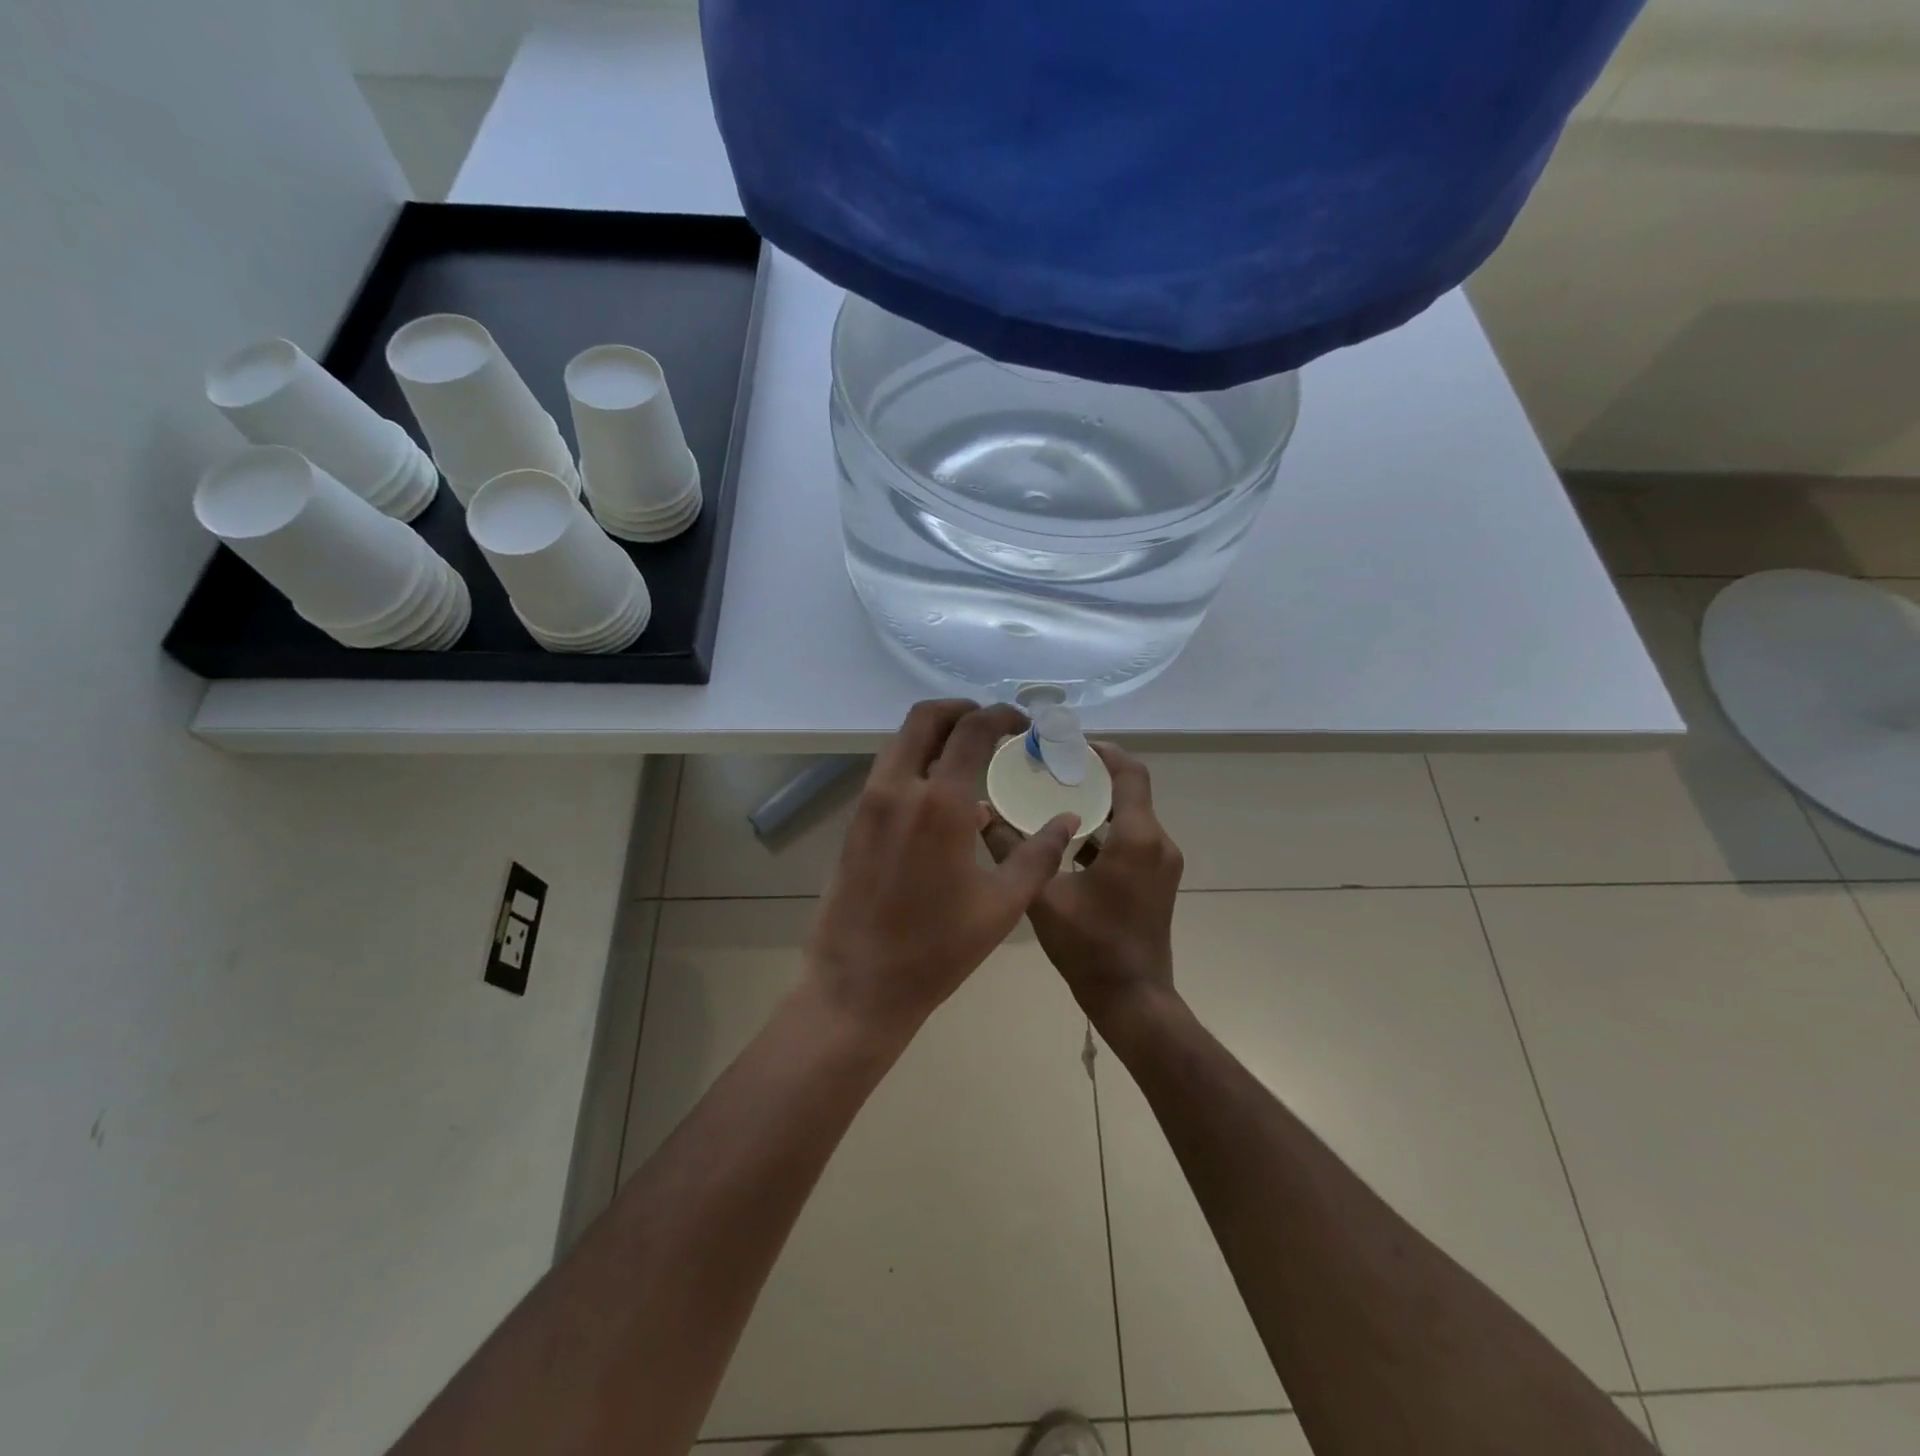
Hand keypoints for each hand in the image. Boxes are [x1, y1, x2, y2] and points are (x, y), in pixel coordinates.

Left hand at [806, 699, 1080, 1043]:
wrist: (859, 983)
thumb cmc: (937, 949)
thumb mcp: (1002, 905)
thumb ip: (1039, 855)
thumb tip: (1067, 821)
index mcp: (939, 804)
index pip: (971, 731)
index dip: (1000, 716)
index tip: (1022, 724)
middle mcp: (898, 789)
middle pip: (924, 718)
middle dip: (961, 710)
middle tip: (991, 724)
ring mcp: (870, 803)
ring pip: (900, 741)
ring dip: (935, 733)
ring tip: (969, 753)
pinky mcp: (855, 822)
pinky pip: (888, 771)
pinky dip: (915, 760)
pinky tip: (940, 793)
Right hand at [982, 744, 1183, 1031]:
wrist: (1132, 999)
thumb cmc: (1090, 947)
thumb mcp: (1042, 896)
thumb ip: (1011, 850)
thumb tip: (980, 814)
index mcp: (1137, 838)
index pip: (1129, 772)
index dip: (1102, 751)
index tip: (1067, 744)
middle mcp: (1158, 842)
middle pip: (1130, 790)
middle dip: (1093, 774)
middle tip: (1051, 768)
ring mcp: (1162, 863)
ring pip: (1131, 816)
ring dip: (1098, 803)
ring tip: (1054, 797)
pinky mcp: (1157, 880)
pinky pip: (1133, 839)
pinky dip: (1105, 830)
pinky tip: (1069, 839)